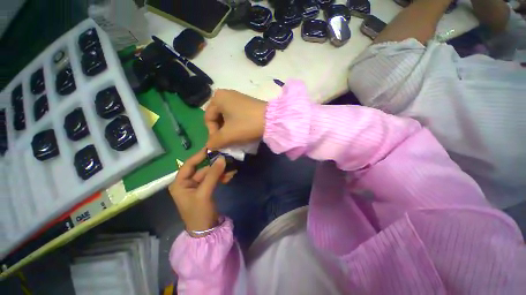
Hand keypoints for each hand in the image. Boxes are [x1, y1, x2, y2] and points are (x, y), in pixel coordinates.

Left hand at [169, 149, 225, 232]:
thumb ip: (213, 175)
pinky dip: (221, 177)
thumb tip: (222, 158)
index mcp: (180, 183)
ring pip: (210, 174)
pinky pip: (213, 179)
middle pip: (202, 169)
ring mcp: (197, 186)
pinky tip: (230, 176)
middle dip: (215, 166)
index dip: (199, 155)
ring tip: (232, 169)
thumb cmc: (199, 213)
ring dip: (220, 171)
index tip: (211, 147)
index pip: (189, 164)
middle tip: (227, 159)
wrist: (205, 231)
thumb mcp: (204, 193)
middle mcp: (187, 183)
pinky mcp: (205, 189)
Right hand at [205, 89, 266, 149]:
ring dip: (228, 129)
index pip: (208, 119)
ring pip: (226, 117)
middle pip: (217, 117)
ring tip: (234, 137)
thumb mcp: (228, 134)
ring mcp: (237, 98)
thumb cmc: (246, 124)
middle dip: (220, 131)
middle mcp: (226, 94)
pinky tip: (240, 131)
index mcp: (218, 98)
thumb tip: (209, 146)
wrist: (272, 119)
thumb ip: (215, 141)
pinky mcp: (246, 103)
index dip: (212, 133)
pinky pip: (235, 114)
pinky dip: (235, 124)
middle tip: (226, 141)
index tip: (220, 143)